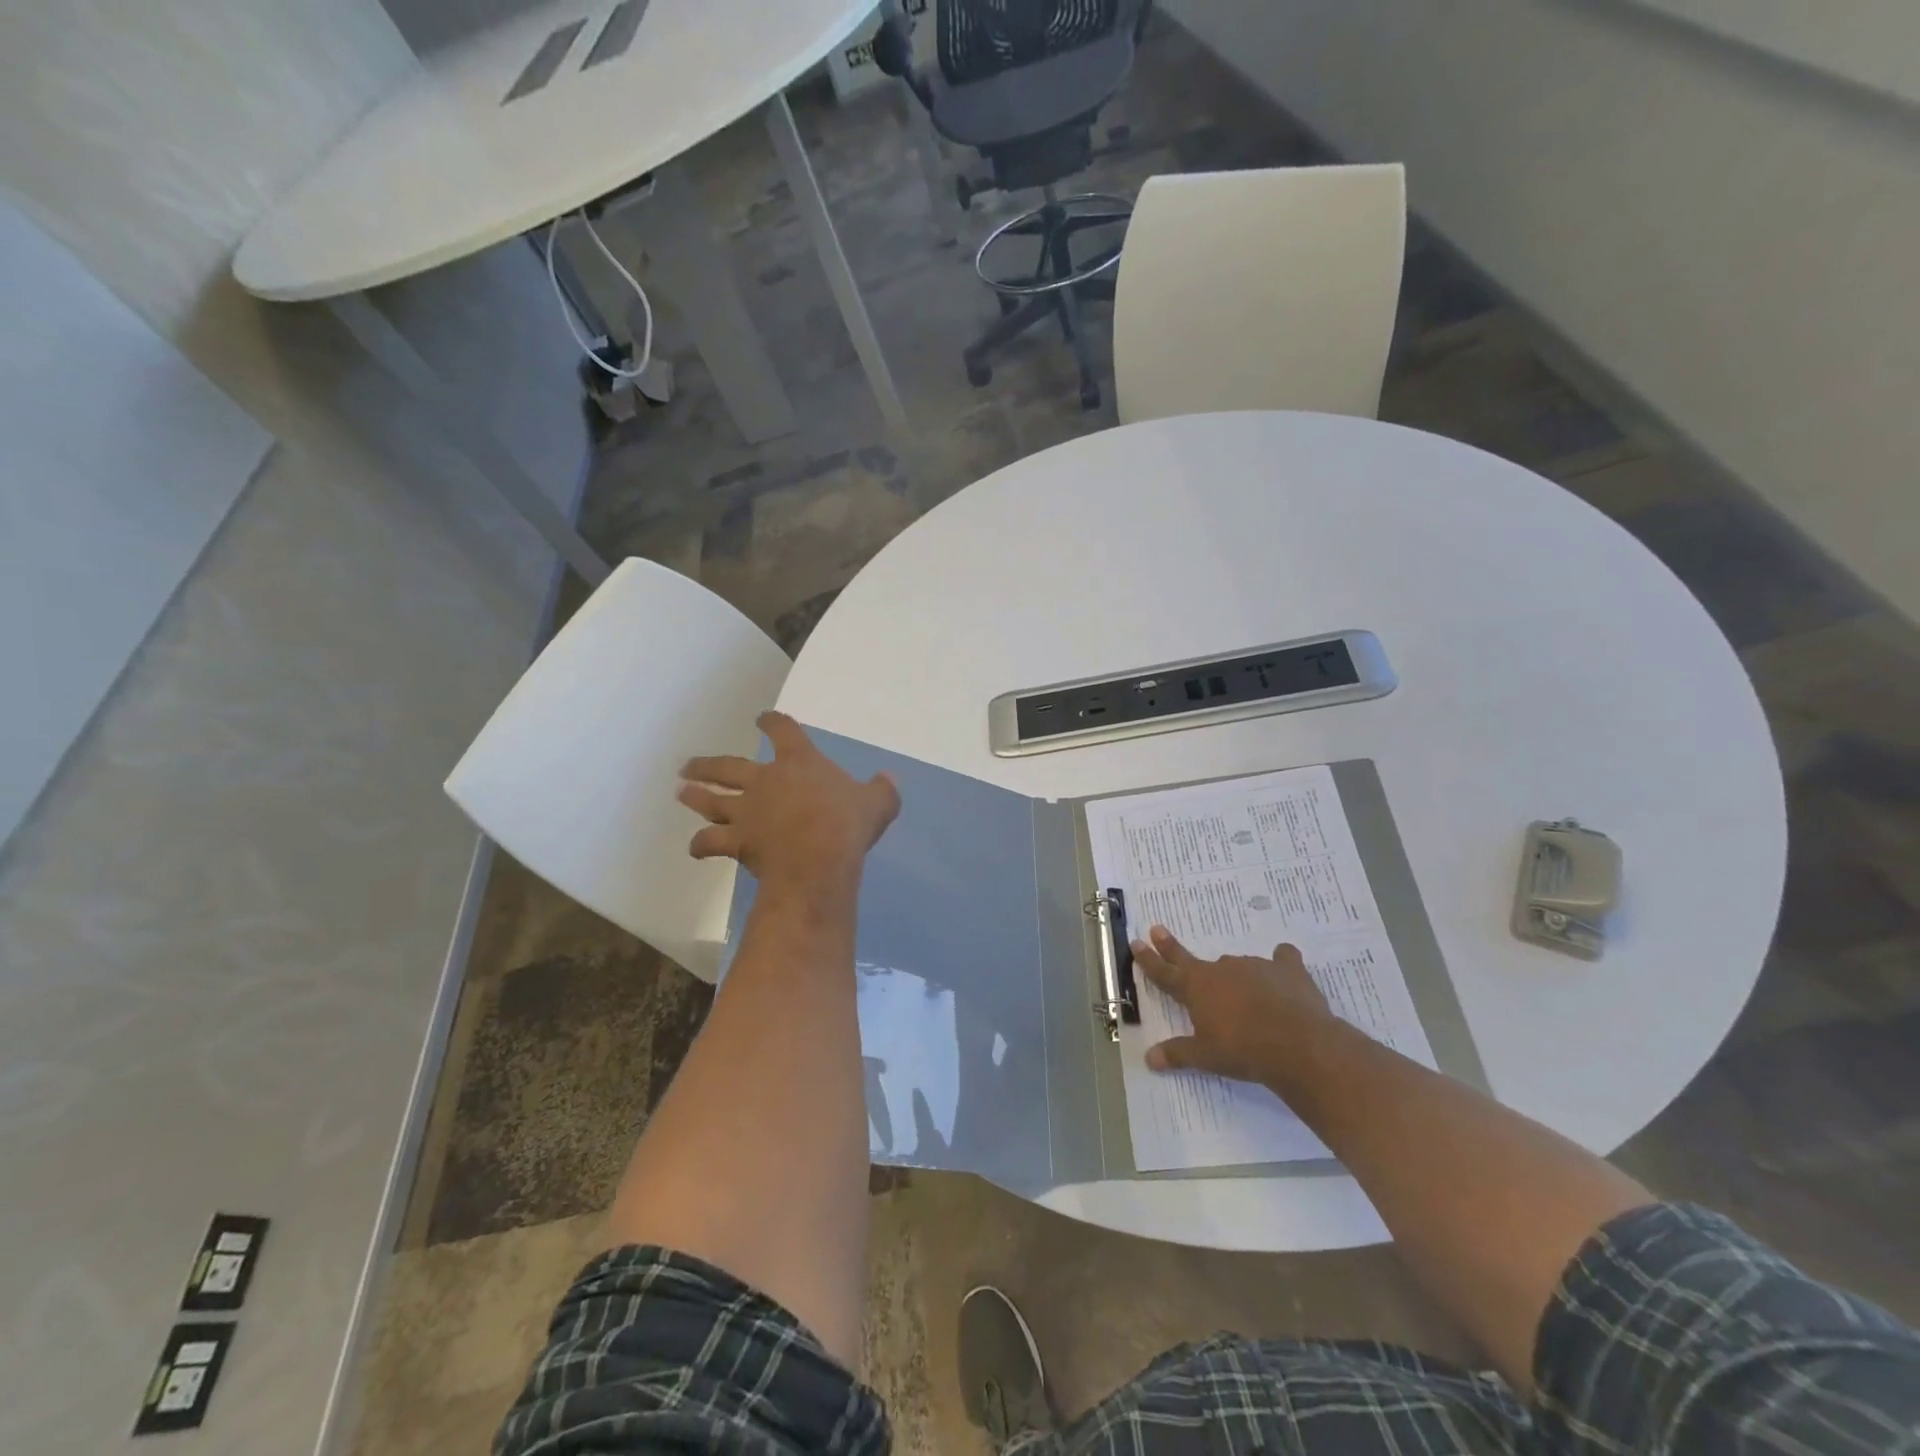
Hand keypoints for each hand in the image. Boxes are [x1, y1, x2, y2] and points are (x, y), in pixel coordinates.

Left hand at [679, 712, 900, 896]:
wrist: (817, 859)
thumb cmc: (847, 824)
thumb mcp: (878, 803)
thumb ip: (882, 789)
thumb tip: (890, 779)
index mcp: (799, 762)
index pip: (782, 731)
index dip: (772, 722)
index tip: (762, 718)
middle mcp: (765, 780)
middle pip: (729, 766)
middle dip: (709, 764)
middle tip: (689, 764)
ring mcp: (747, 811)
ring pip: (712, 800)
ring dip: (695, 796)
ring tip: (680, 792)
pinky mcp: (737, 841)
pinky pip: (710, 842)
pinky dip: (700, 845)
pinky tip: (694, 848)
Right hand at [1132, 927, 1333, 1086]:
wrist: (1297, 1045)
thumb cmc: (1243, 1051)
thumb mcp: (1205, 1057)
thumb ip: (1177, 1054)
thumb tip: (1148, 1059)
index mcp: (1196, 987)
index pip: (1165, 972)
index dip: (1148, 959)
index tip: (1136, 942)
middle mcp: (1221, 969)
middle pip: (1191, 958)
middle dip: (1171, 947)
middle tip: (1157, 929)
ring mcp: (1254, 966)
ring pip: (1237, 965)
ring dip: (1235, 976)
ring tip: (1246, 995)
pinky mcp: (1287, 969)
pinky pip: (1282, 959)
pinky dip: (1281, 963)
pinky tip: (1285, 967)